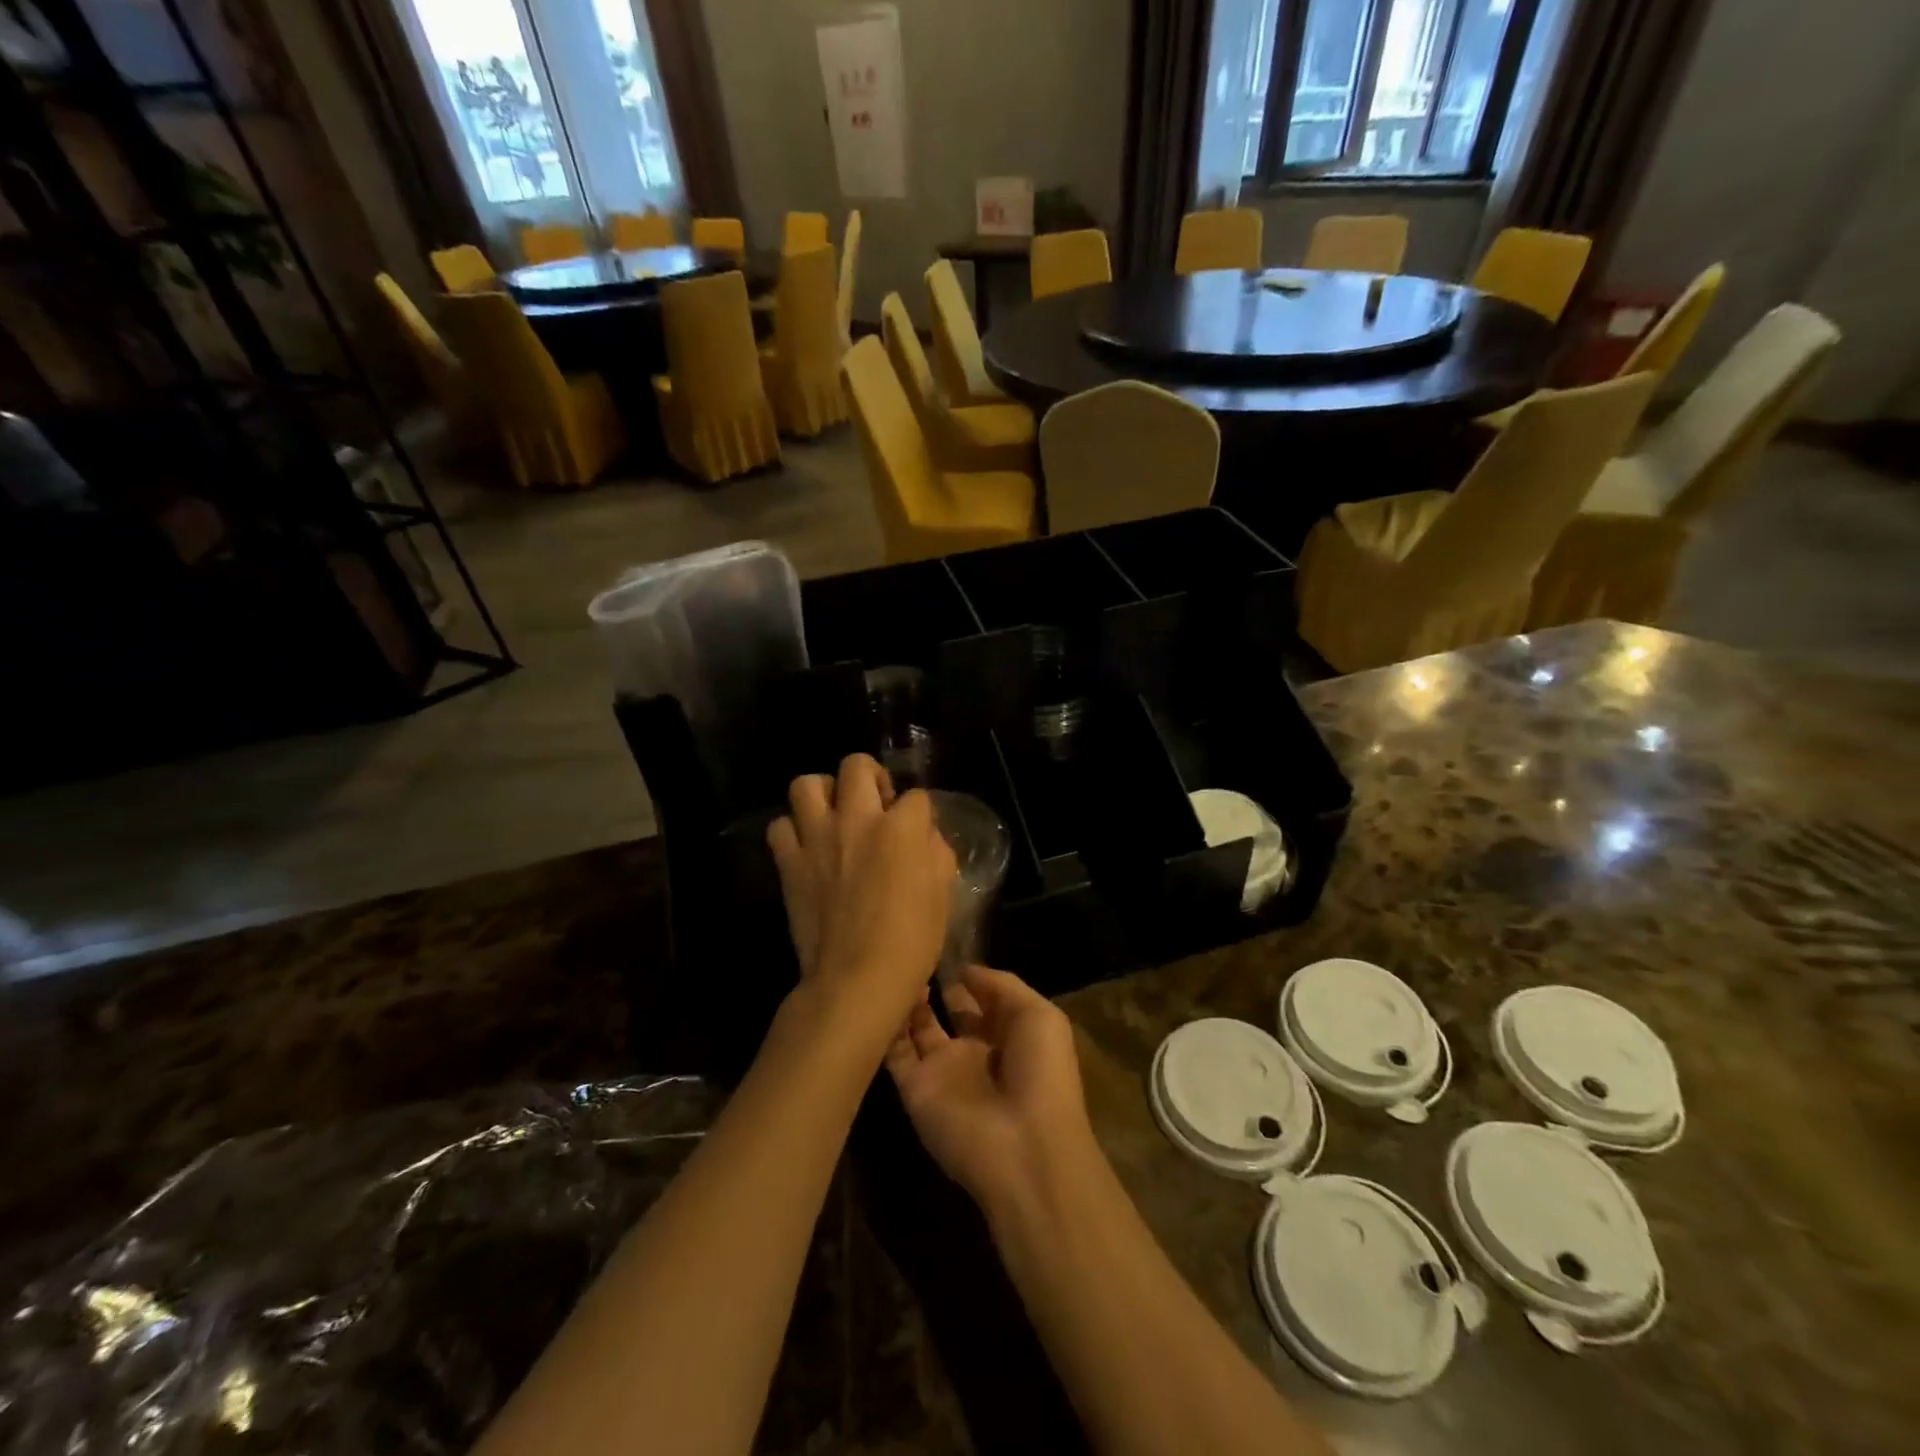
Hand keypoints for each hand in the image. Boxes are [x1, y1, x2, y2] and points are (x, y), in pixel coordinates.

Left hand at [767, 755, 955, 1045]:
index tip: (917, 830)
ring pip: (806, 784)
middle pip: (857, 765)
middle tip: (875, 803)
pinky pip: (780, 827)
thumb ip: (936, 855)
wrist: (856, 979)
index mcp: (901, 828)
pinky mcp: (789, 862)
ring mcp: (817, 838)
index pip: (916, 796)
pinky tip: (806, 847)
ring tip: (833, 814)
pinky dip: (792, 831)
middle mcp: (857, 820)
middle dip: (870, 776)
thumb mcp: (941, 895)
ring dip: (822, 793)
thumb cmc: (911, 942)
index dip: (919, 812)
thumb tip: (925, 838)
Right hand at [885, 965, 1096, 1208]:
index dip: (970, 978)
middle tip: (915, 953)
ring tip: (897, 966)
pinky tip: (879, 994)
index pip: (985, 1001)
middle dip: (936, 986)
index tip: (948, 947)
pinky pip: (894, 1052)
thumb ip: (1001, 986)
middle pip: (951, 1015)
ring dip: (908, 1003)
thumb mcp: (1039, 1016)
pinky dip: (885, 1026)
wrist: (1023, 1148)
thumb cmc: (1041, 1073)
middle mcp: (975, 1053)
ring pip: (918, 1030)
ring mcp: (943, 1072)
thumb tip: (965, 970)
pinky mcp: (915, 1090)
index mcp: (1010, 1037)